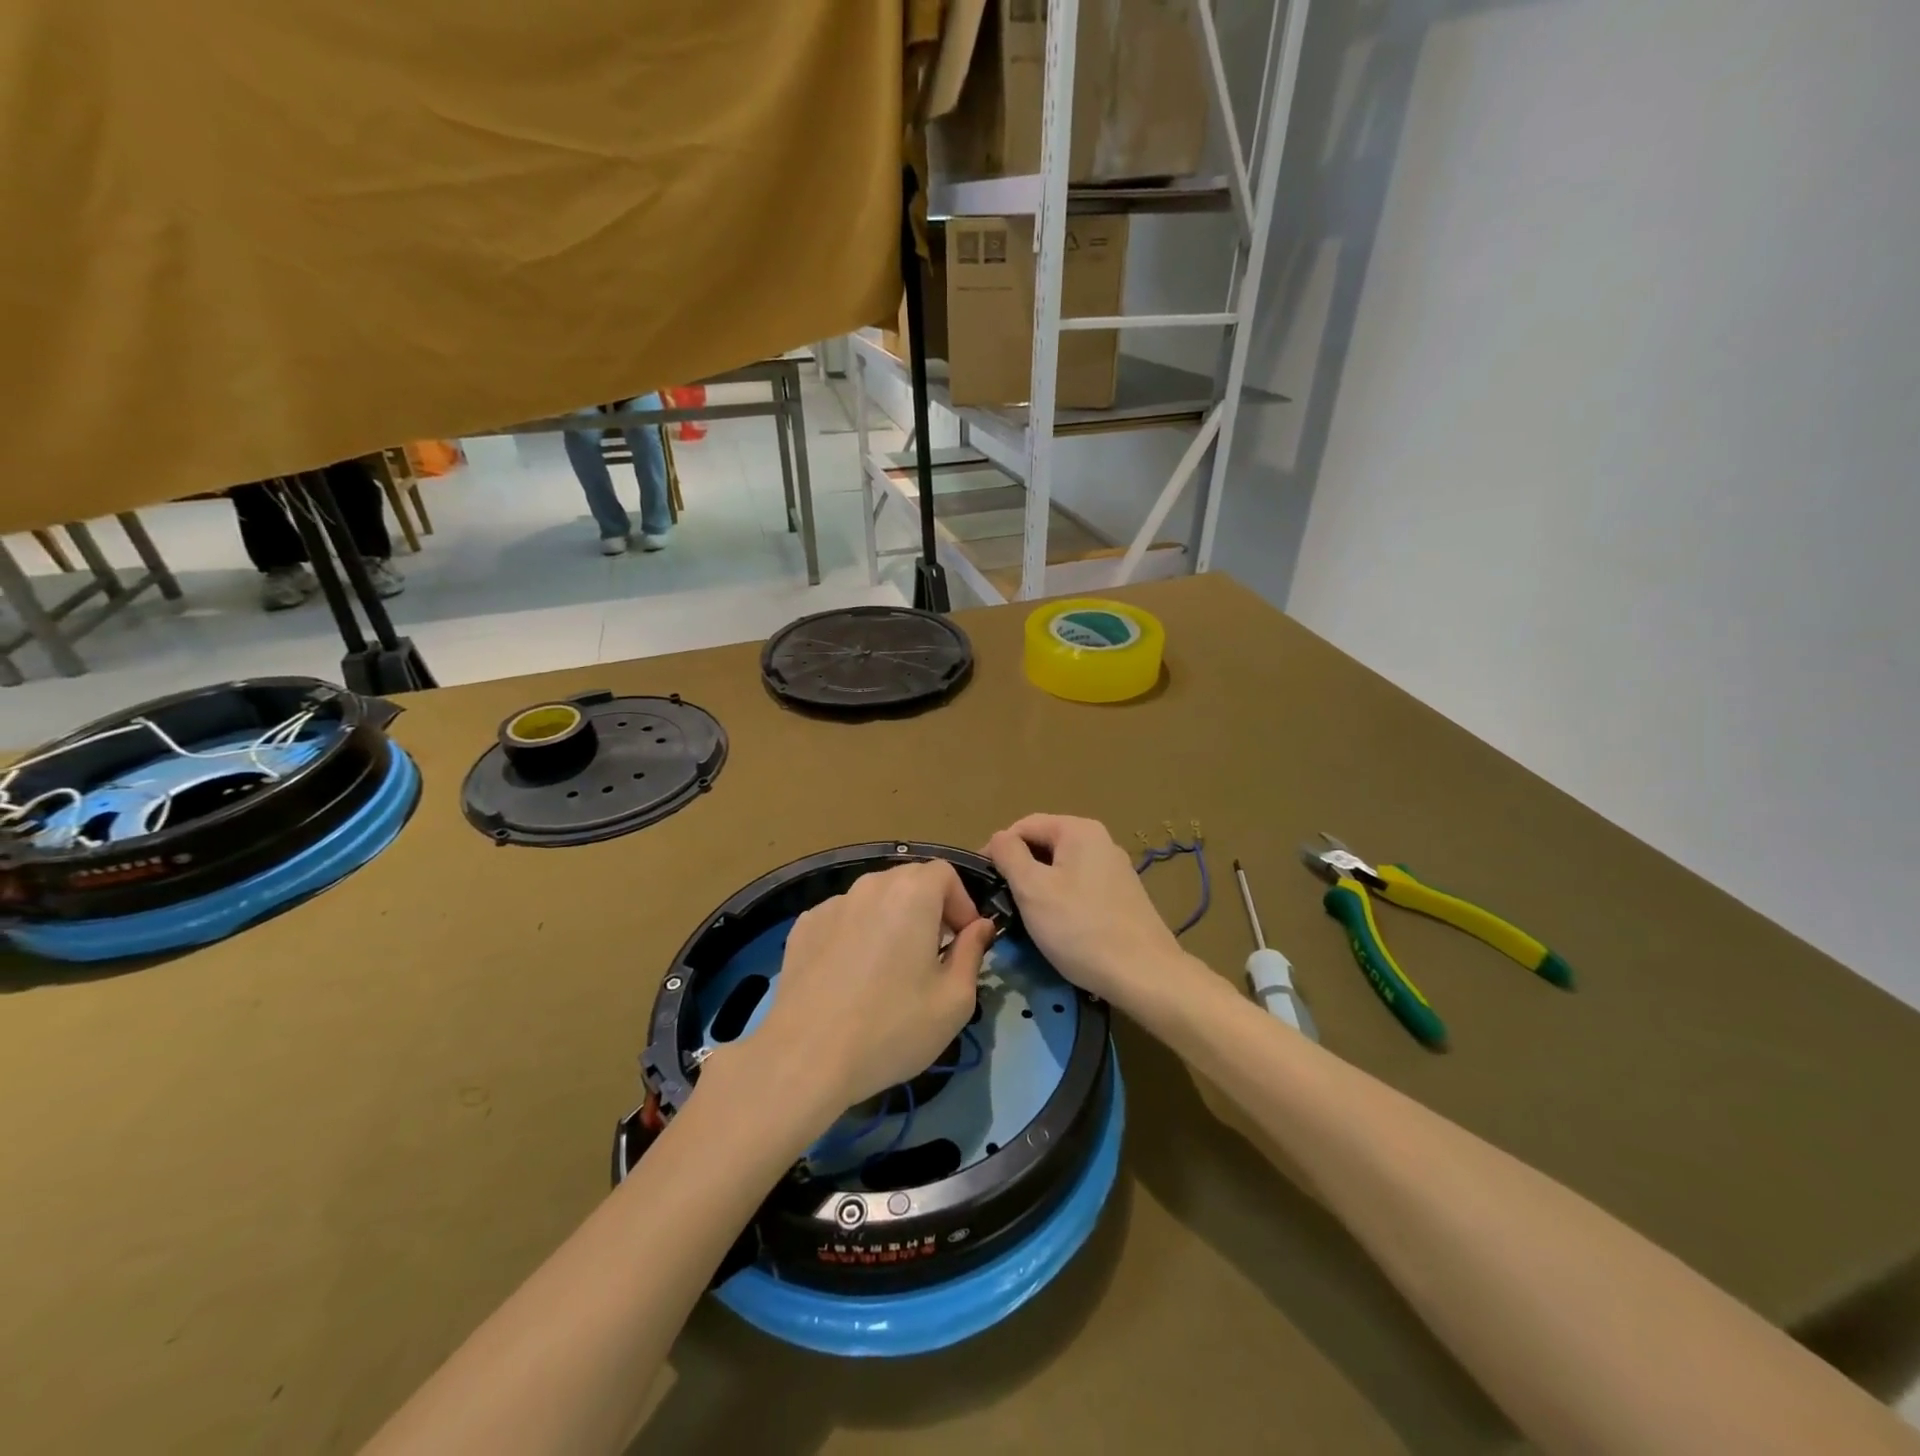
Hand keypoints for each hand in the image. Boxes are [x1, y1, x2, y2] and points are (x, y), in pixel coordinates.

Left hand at [735, 861, 995, 1122]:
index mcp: (912, 893)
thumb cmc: (892, 1027)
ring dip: (892, 921)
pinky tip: (852, 977)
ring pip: (874, 899)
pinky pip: (844, 918)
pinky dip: (857, 934)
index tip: (963, 942)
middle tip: (933, 955)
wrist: (806, 1058)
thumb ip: (972, 953)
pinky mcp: (803, 927)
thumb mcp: (954, 1000)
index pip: (945, 873)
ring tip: (890, 968)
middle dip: (929, 909)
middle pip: (909, 880)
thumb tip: (980, 927)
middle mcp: (870, 886)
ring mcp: (831, 904)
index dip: (961, 903)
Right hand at [987, 814, 1197, 1016]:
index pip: (1023, 826)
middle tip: (1002, 903)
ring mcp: (1115, 869)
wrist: (1144, 974)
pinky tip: (1058, 927)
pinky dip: (1061, 901)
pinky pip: (1080, 887)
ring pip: (1061, 869)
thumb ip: (1009, 855)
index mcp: (1079, 829)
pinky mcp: (1122, 896)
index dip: (997, 850)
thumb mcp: (1032, 889)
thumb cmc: (1080, 928)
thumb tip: (999, 839)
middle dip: (1019, 870)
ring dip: (1039, 888)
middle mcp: (1101, 840)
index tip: (983, 883)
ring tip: (1026, 918)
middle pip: (1044, 845)